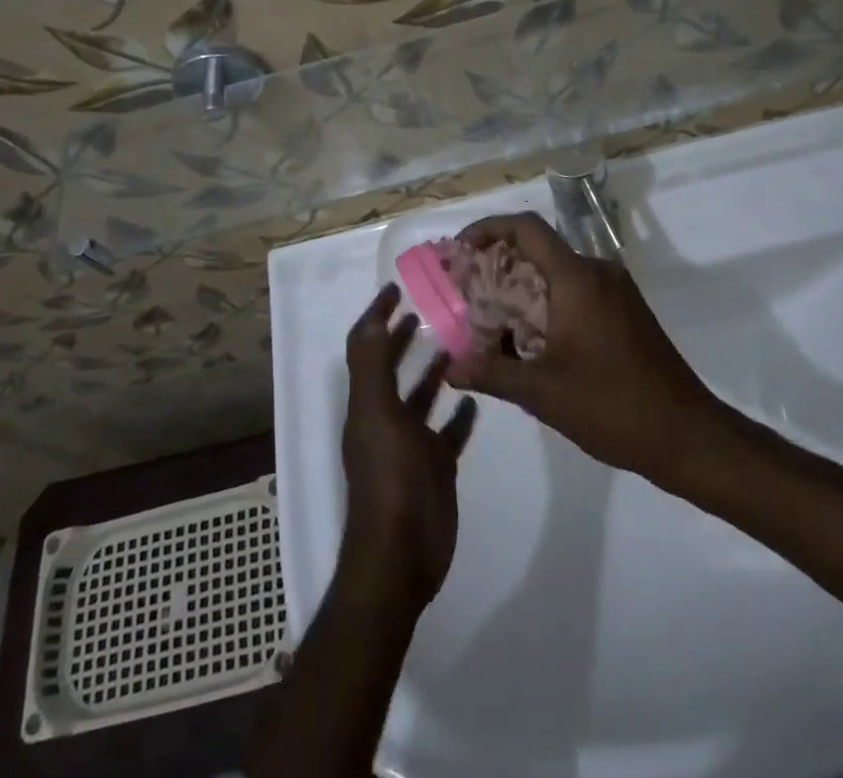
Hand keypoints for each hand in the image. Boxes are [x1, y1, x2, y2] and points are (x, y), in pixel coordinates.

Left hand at [340, 285, 478, 610]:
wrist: (402, 556)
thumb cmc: (390, 480)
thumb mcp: (378, 415)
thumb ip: (374, 367)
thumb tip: (375, 317)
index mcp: (367, 403)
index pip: (366, 346)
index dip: (377, 315)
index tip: (398, 286)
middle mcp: (385, 418)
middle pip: (392, 366)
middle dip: (406, 336)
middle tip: (434, 305)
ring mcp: (410, 445)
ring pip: (421, 396)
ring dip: (435, 369)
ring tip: (460, 340)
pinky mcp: (434, 467)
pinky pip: (447, 432)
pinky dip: (459, 413)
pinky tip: (476, 396)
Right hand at [450, 214, 718, 481]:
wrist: (686, 435)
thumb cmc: (612, 406)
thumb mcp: (543, 393)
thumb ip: (493, 373)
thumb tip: (450, 369)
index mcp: (577, 278)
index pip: (528, 228)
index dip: (490, 228)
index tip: (461, 248)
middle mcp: (598, 272)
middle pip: (540, 248)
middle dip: (500, 264)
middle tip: (467, 291)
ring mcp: (616, 290)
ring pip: (558, 272)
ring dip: (523, 286)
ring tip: (491, 319)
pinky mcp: (626, 310)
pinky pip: (577, 290)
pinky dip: (547, 301)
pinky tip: (530, 339)